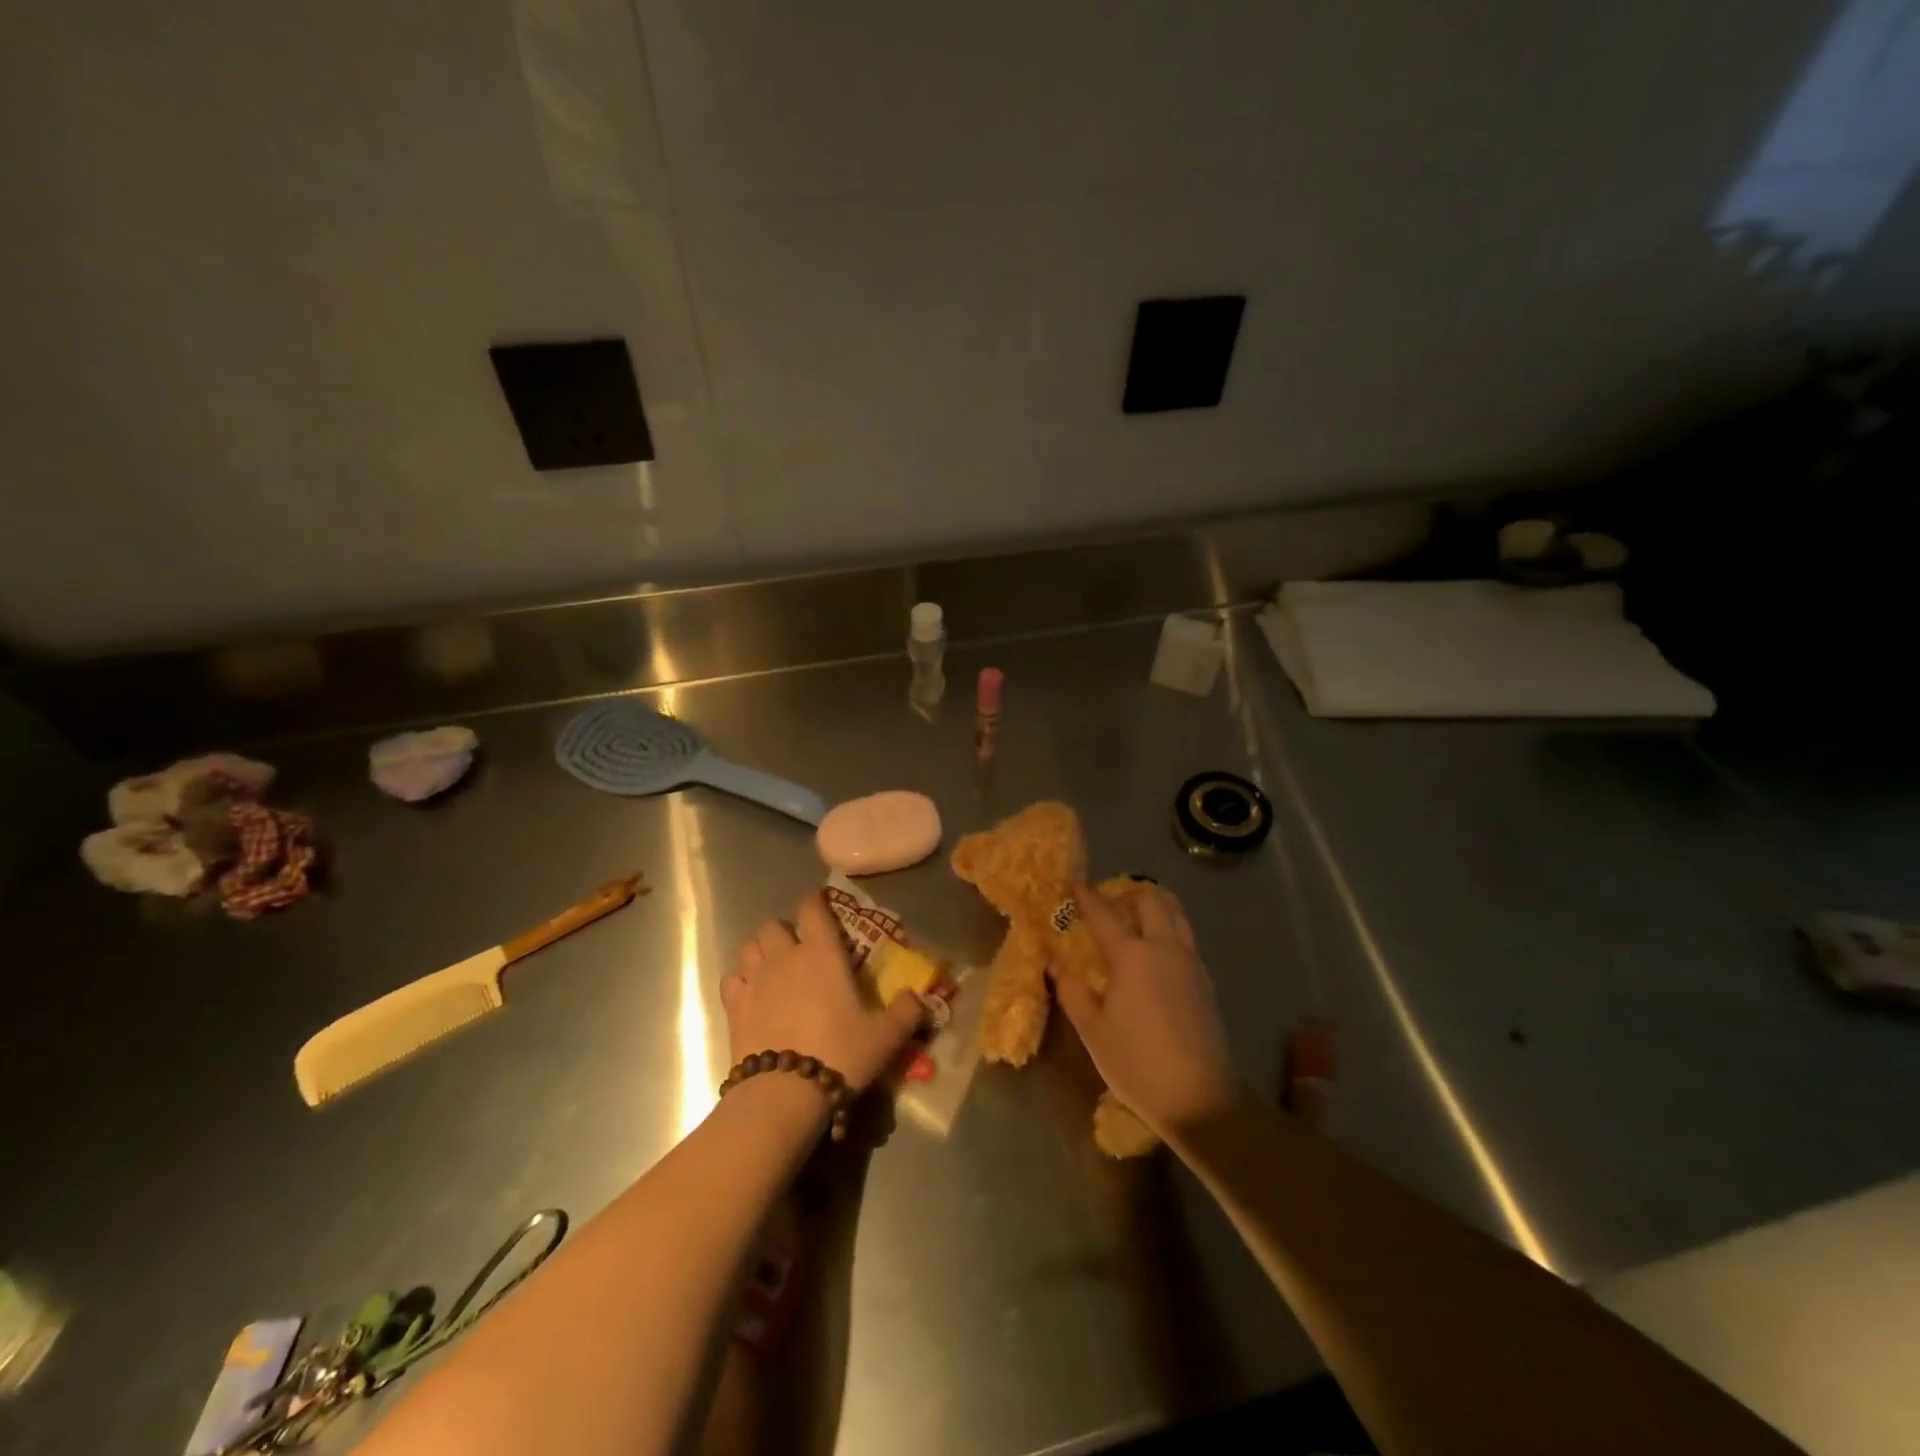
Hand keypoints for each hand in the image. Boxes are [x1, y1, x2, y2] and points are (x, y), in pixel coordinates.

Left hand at [720, 890, 924, 1091]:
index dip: (816, 901)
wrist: (784, 1094)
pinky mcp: (734, 1007)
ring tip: (772, 967)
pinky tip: (751, 993)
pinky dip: (740, 979)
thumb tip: (917, 996)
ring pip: (749, 946)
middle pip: (773, 925)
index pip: (812, 909)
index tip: (821, 904)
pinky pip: (731, 978)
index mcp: (822, 953)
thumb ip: (906, 1012)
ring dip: (760, 951)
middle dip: (784, 932)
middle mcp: (785, 957)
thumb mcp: (885, 1037)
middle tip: (798, 950)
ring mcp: (755, 980)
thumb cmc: (839, 1055)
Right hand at [1056, 882, 1241, 1137]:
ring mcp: (1190, 963)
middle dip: (1127, 894)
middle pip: (1150, 901)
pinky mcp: (1205, 981)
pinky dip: (1168, 929)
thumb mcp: (1093, 1031)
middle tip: (1108, 905)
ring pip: (1175, 915)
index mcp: (1132, 956)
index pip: (1104, 914)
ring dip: (1154, 907)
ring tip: (1134, 921)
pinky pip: (1185, 938)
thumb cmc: (1137, 1064)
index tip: (1074, 884)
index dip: (1086, 897)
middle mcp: (1164, 948)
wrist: (1201, 1099)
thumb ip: (1073, 992)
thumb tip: (1058, 965)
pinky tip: (1155, 954)